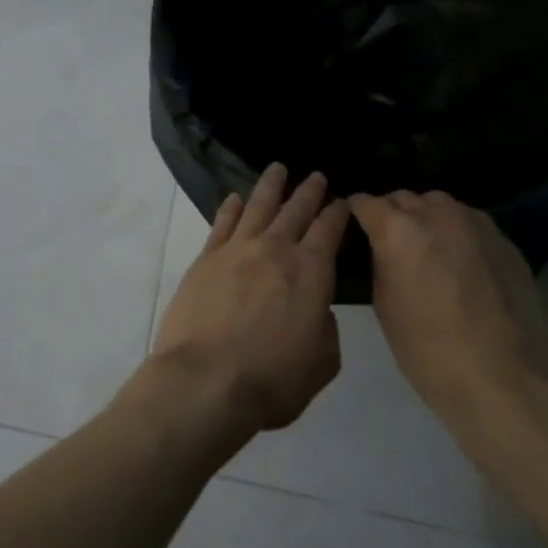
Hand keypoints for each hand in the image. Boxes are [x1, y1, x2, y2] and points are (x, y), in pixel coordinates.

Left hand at [151, 165, 350, 432]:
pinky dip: (231, 208)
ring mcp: (236, 251)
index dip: (337, 213)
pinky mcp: (205, 260)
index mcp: (311, 272)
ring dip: (269, 186)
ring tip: (277, 168)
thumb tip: (313, 308)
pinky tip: (236, 198)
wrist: (207, 379)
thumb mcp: (322, 360)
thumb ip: (324, 326)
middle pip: (295, 211)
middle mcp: (274, 251)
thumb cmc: (273, 378)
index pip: (329, 231)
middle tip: (315, 175)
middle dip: (308, 191)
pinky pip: (221, 224)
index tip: (342, 200)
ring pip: (257, 207)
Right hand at [348, 190, 547, 434]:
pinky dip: (457, 233)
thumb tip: (383, 246)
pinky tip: (460, 262)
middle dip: (392, 213)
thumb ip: (381, 261)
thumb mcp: (383, 302)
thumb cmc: (426, 348)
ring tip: (426, 247)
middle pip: (404, 197)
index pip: (365, 202)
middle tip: (389, 241)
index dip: (356, 212)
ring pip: (440, 204)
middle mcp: (437, 215)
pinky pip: (471, 223)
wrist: (502, 380)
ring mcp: (477, 225)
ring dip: (426, 217)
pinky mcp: (506, 242)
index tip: (354, 225)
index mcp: (398, 229)